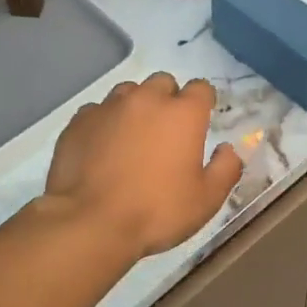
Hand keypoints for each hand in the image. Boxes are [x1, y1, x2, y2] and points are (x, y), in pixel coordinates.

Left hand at [45, 73, 243, 257]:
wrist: (90, 223)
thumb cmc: (157, 211)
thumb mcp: (207, 199)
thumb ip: (226, 168)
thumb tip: (228, 149)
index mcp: (183, 114)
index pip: (201, 88)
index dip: (203, 102)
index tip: (201, 121)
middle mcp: (146, 99)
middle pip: (163, 83)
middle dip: (168, 100)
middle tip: (166, 132)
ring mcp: (108, 107)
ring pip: (128, 93)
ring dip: (135, 108)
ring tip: (132, 138)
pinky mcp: (78, 121)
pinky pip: (97, 111)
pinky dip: (104, 123)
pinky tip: (102, 149)